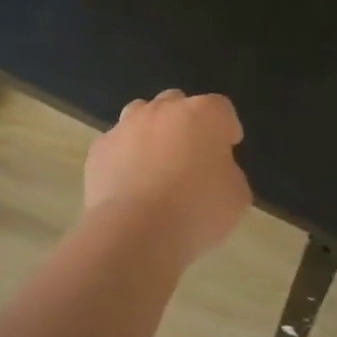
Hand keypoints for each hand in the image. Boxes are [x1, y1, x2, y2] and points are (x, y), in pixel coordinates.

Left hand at [84, 91, 251, 264]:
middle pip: (178, 104)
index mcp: (203, 114)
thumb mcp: (236, 197)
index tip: (227, 150)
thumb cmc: (196, 211)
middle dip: (186, 124)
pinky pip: (117, 144)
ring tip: (156, 164)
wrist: (134, 231)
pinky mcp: (100, 147)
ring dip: (152, 131)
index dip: (226, 129)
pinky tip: (129, 183)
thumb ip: (228, 173)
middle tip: (191, 156)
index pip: (221, 109)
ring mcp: (127, 125)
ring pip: (142, 115)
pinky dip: (125, 156)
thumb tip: (214, 170)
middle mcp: (164, 109)